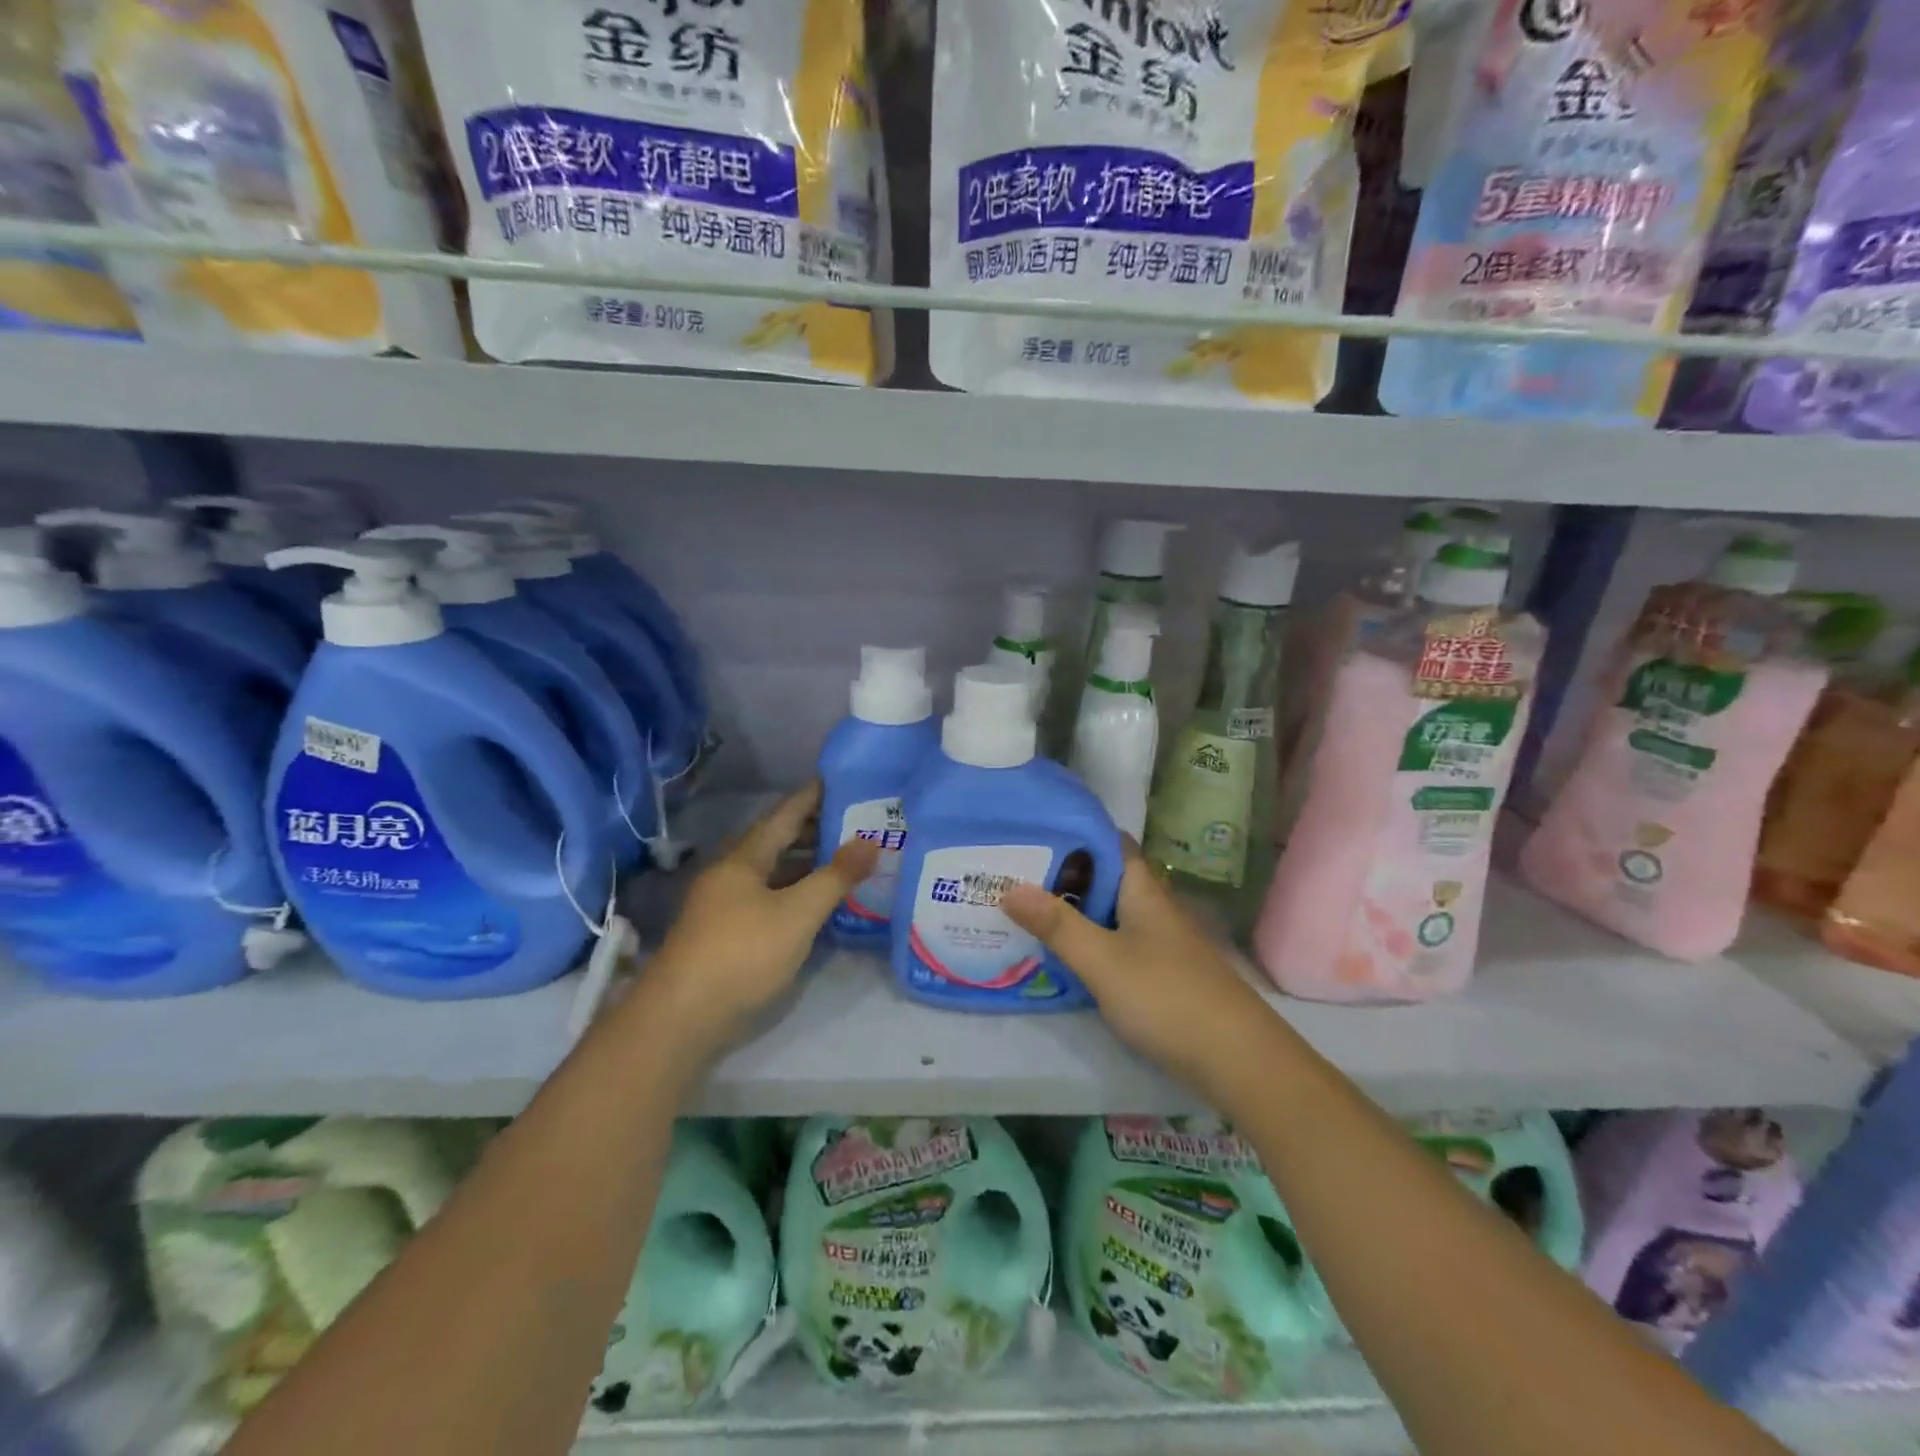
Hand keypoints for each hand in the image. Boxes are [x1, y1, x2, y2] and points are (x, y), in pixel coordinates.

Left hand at [643, 784, 879, 1058]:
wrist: (680, 1019)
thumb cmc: (742, 954)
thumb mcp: (798, 914)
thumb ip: (835, 877)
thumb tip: (870, 841)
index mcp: (743, 859)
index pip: (784, 815)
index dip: (812, 797)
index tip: (839, 780)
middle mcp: (730, 875)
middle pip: (776, 842)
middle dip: (813, 830)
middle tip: (855, 823)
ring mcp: (724, 906)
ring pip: (771, 873)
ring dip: (805, 864)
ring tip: (844, 860)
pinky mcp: (725, 935)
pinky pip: (768, 899)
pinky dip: (794, 893)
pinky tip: (815, 904)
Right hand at [1001, 847, 1281, 1101]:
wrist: (1238, 1060)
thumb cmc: (1166, 997)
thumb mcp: (1102, 960)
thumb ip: (1057, 925)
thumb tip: (1008, 887)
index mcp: (1142, 890)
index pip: (1109, 843)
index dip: (1073, 833)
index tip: (1030, 833)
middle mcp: (1153, 908)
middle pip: (1103, 879)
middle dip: (1061, 876)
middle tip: (1010, 876)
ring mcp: (1159, 943)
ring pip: (1108, 915)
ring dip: (1071, 912)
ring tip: (1022, 912)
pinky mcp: (1160, 975)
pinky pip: (1116, 945)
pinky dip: (1088, 944)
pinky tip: (1060, 958)